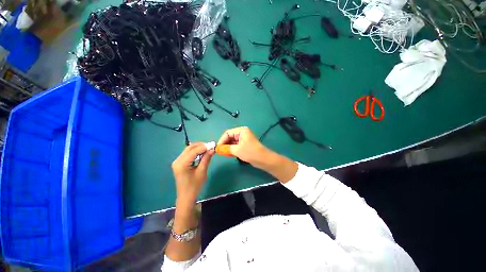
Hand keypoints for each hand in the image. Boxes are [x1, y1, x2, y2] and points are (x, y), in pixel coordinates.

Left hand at [172, 143, 213, 207]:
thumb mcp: (202, 171)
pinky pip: (187, 154)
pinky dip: (195, 152)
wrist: (186, 197)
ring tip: (207, 150)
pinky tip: (202, 154)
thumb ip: (206, 158)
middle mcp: (177, 160)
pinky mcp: (179, 163)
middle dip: (200, 146)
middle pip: (189, 148)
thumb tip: (212, 149)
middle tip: (210, 146)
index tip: (213, 145)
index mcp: (182, 164)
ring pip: (188, 150)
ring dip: (198, 148)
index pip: (194, 151)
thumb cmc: (195, 186)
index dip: (204, 147)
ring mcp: (177, 162)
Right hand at [217, 127, 269, 166]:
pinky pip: (235, 146)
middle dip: (224, 144)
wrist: (263, 159)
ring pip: (232, 142)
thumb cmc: (250, 152)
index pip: (227, 133)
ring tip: (223, 154)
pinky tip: (228, 154)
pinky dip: (231, 150)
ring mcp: (243, 139)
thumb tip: (217, 149)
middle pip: (229, 137)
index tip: (217, 148)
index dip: (221, 140)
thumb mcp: (237, 149)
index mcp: (241, 131)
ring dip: (227, 148)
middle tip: (219, 152)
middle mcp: (242, 133)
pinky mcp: (244, 145)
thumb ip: (226, 148)